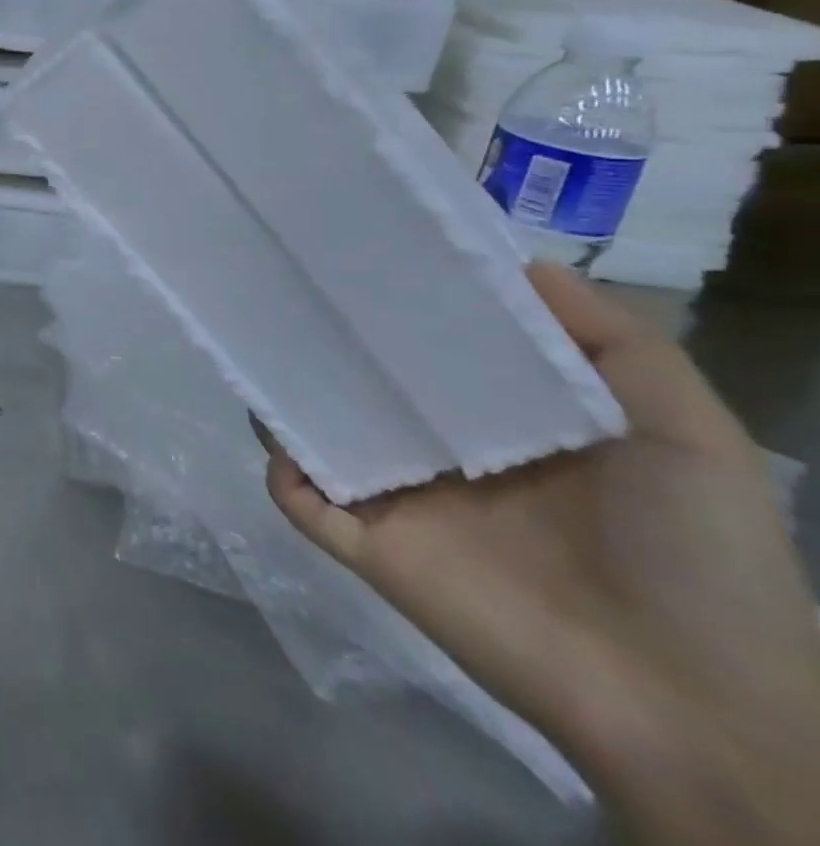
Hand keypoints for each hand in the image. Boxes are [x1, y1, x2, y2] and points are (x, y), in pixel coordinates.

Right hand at [259, 263, 819, 840]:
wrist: (690, 703)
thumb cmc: (696, 558)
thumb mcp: (685, 431)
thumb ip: (614, 341)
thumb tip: (519, 258)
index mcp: (501, 422)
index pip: (432, 349)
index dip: (403, 305)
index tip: (368, 253)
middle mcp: (438, 452)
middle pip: (363, 384)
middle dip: (328, 341)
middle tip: (295, 287)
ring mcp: (398, 500)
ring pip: (319, 434)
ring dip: (287, 398)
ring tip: (261, 346)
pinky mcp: (366, 545)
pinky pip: (301, 498)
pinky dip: (280, 468)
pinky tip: (277, 434)